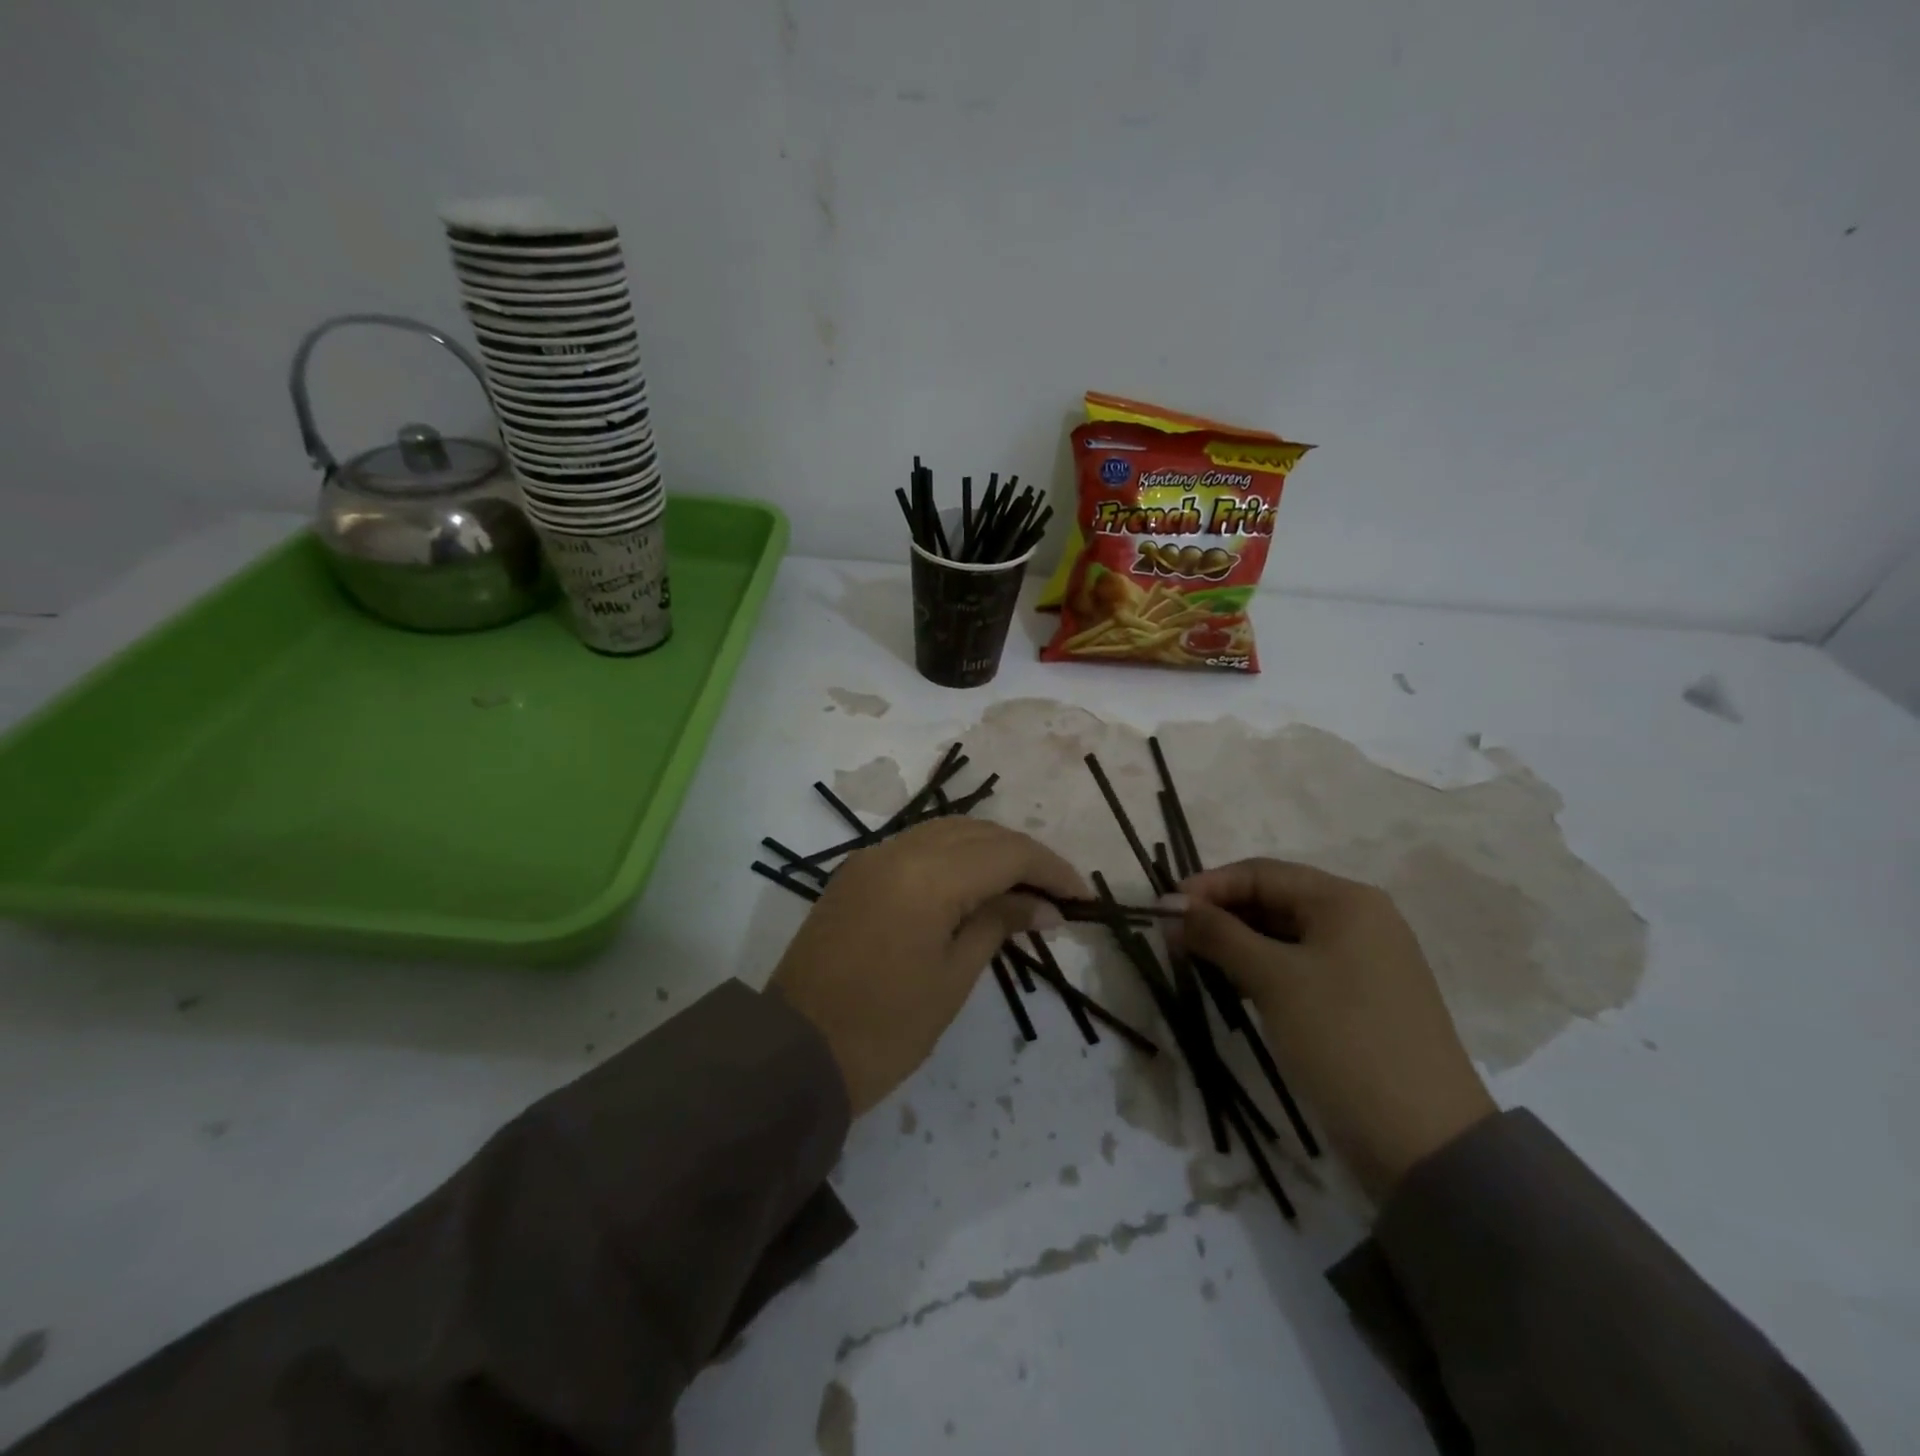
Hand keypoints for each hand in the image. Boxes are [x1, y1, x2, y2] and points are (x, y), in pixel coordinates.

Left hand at [768, 819, 1087, 1116]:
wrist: (794, 1054)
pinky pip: (916, 846)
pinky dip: (953, 856)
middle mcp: (898, 850)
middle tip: (1056, 895)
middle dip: (1024, 856)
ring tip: (1021, 887)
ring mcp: (871, 857)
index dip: (1051, 870)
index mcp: (928, 877)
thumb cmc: (884, 1029)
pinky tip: (972, 884)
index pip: (1007, 853)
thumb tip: (1043, 907)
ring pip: (946, 831)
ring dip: (989, 850)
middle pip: (978, 833)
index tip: (1083, 898)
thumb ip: (998, 925)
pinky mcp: (855, 873)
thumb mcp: (952, 979)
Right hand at [1179, 859, 1495, 1200]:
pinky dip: (1262, 969)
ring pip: (1284, 935)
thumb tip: (1170, 905)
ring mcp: (1364, 961)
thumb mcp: (1272, 979)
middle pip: (1274, 900)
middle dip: (1221, 915)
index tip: (1163, 910)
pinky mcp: (1361, 998)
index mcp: (1346, 900)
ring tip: (1194, 960)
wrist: (1424, 1141)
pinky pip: (1300, 966)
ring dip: (1237, 943)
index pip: (1261, 873)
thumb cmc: (1342, 1039)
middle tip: (1173, 939)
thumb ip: (1218, 934)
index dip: (1208, 886)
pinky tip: (1233, 985)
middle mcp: (1360, 920)